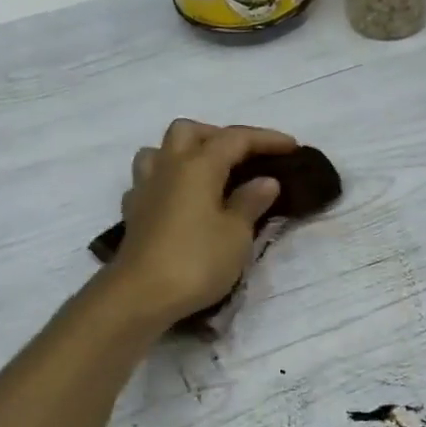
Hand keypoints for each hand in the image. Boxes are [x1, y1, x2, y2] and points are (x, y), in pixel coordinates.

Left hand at [108, 119, 297, 321]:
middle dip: (218, 136)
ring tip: (207, 174)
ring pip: (161, 150)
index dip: (265, 139)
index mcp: (198, 166)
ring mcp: (145, 188)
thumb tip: (265, 181)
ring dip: (184, 153)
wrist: (141, 295)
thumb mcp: (236, 234)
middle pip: (189, 131)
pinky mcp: (134, 213)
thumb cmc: (197, 261)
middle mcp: (168, 167)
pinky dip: (168, 182)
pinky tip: (180, 200)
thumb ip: (250, 203)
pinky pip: (149, 181)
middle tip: (243, 157)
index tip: (292, 146)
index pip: (235, 139)